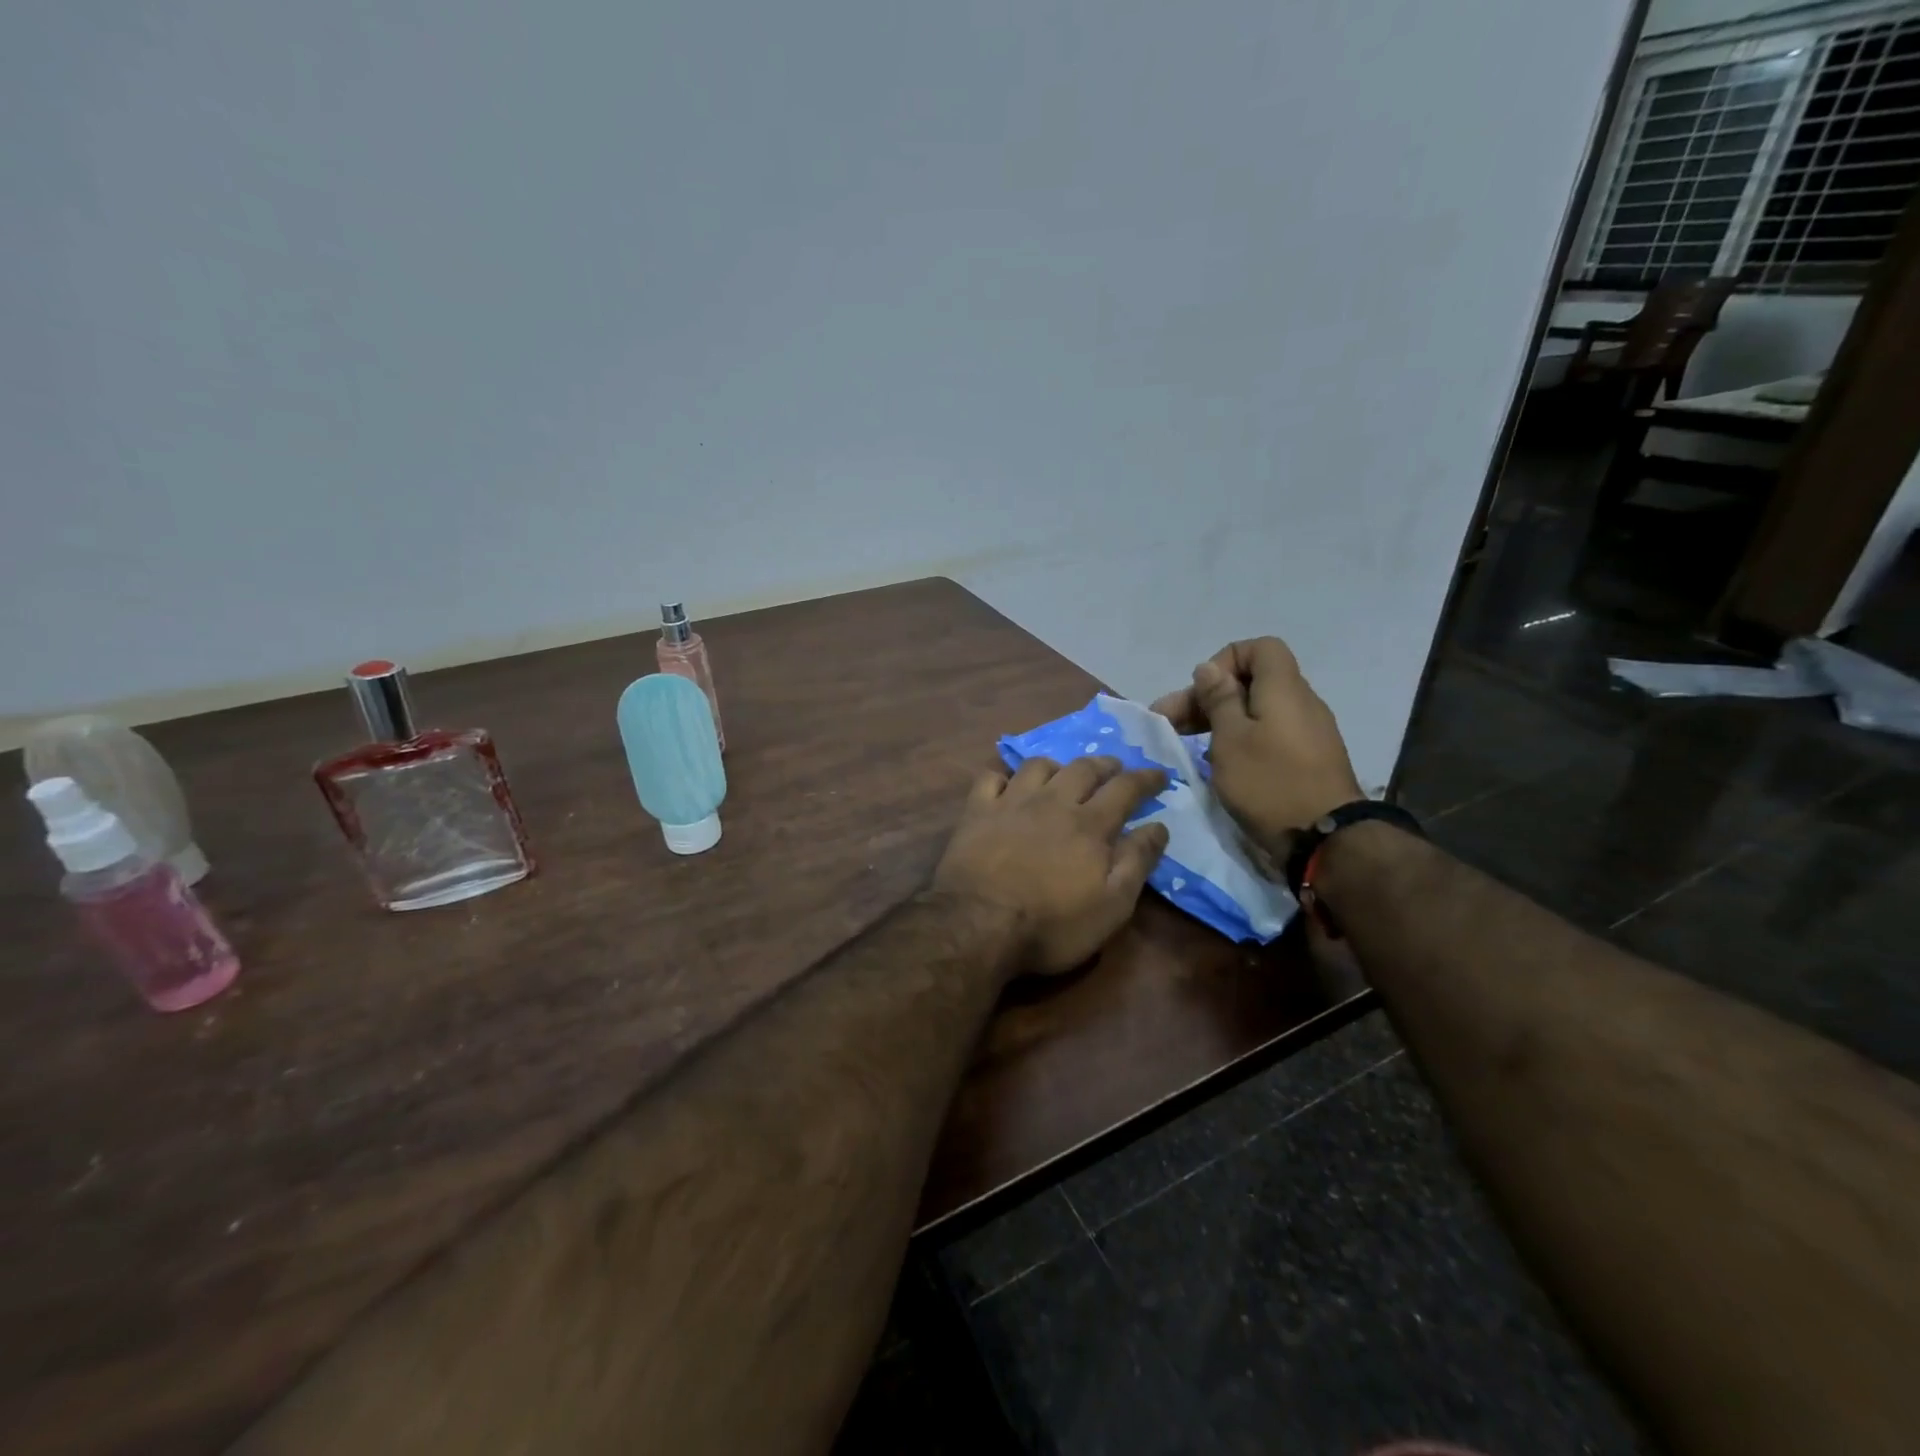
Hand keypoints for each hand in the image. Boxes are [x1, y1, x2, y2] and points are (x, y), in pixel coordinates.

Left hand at [933, 757, 1169, 974]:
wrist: (978, 924)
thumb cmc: (1052, 924)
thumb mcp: (1111, 906)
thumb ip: (1137, 862)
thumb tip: (1159, 826)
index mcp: (1089, 825)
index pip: (1125, 789)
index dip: (1146, 779)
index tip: (1159, 774)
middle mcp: (1052, 802)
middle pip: (1082, 769)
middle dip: (1104, 765)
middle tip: (1115, 767)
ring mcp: (1011, 803)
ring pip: (1038, 766)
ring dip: (1057, 765)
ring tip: (1063, 772)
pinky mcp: (976, 812)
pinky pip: (990, 778)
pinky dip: (1003, 776)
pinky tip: (1007, 784)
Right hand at [1150, 637, 1362, 853]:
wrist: (1326, 840)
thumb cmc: (1270, 783)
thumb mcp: (1230, 739)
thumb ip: (1218, 700)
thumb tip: (1208, 668)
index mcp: (1283, 689)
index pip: (1259, 648)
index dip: (1224, 661)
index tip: (1202, 693)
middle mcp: (1301, 703)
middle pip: (1253, 682)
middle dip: (1209, 698)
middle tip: (1171, 724)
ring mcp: (1309, 733)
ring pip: (1259, 711)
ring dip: (1222, 722)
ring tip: (1191, 747)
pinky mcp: (1310, 760)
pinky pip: (1271, 735)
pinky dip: (1243, 741)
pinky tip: (1223, 766)